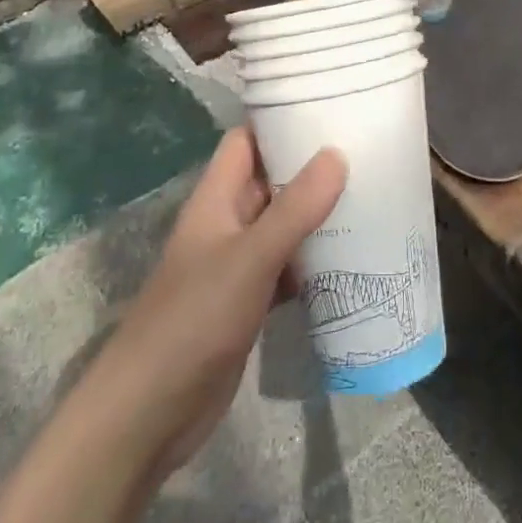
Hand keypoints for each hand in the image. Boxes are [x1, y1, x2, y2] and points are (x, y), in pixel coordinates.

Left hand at [81, 127, 346, 476]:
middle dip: (312, 167)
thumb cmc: (194, 320)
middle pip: (272, 180)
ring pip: (284, 224)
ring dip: (319, 215)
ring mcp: (237, 264)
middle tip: (367, 152)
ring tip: (372, 197)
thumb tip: (337, 154)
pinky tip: (354, 260)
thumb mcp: (250, 258)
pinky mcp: (249, 302)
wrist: (148, 414)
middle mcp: (227, 223)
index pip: (248, 140)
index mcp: (216, 198)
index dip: (281, 120)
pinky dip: (315, 262)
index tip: (329, 108)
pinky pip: (289, 268)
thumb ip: (295, 208)